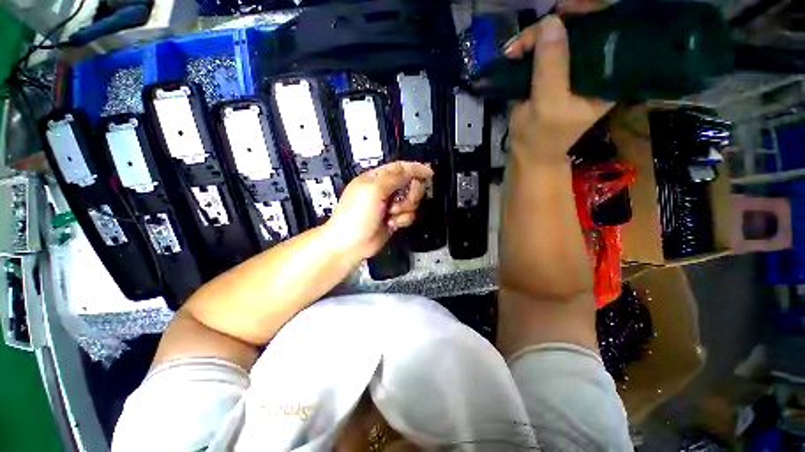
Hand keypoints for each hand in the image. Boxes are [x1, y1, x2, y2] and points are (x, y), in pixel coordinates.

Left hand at [324, 161, 433, 259]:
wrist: (351, 244)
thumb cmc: (355, 215)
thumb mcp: (373, 190)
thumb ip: (394, 178)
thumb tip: (410, 170)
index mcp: (377, 178)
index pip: (401, 168)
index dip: (416, 169)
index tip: (428, 173)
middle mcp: (385, 190)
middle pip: (411, 184)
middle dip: (410, 194)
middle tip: (400, 202)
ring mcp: (390, 205)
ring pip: (412, 201)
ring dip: (404, 209)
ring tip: (391, 214)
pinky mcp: (394, 218)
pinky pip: (409, 215)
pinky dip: (402, 220)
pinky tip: (391, 224)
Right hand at [506, 15, 612, 162]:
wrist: (527, 151)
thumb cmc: (541, 136)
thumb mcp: (548, 104)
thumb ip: (552, 66)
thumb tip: (551, 22)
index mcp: (605, 76)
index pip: (608, 33)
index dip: (589, 15)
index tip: (563, 11)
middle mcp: (593, 66)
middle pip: (581, 29)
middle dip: (552, 27)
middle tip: (526, 39)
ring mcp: (571, 67)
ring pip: (559, 35)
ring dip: (534, 38)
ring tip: (514, 51)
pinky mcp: (553, 70)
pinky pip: (544, 47)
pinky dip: (528, 46)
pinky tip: (516, 51)